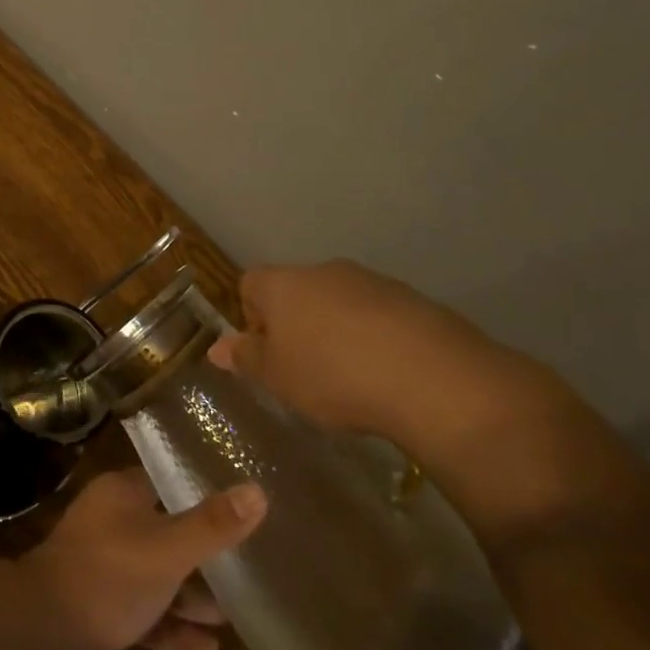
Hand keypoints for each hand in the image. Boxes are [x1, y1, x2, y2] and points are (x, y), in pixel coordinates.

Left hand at [21, 469, 265, 649]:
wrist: (46, 628)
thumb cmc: (110, 574)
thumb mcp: (169, 549)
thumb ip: (213, 525)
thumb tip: (257, 490)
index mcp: (121, 495)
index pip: (164, 482)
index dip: (198, 492)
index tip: (237, 504)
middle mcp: (110, 521)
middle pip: (164, 531)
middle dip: (201, 553)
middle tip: (243, 567)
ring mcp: (103, 565)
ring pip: (155, 574)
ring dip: (190, 595)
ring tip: (232, 614)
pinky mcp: (100, 605)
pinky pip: (144, 610)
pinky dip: (171, 625)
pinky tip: (209, 649)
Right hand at [208, 261, 528, 447]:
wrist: (432, 377)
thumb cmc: (332, 375)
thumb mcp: (277, 377)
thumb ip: (246, 359)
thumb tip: (217, 349)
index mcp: (282, 283)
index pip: (249, 284)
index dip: (251, 318)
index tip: (267, 355)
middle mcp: (323, 271)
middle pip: (296, 290)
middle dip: (296, 325)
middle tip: (305, 370)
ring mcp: (372, 282)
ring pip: (339, 302)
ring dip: (337, 331)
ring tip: (351, 377)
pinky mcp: (414, 300)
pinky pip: (380, 316)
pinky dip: (376, 339)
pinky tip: (389, 375)